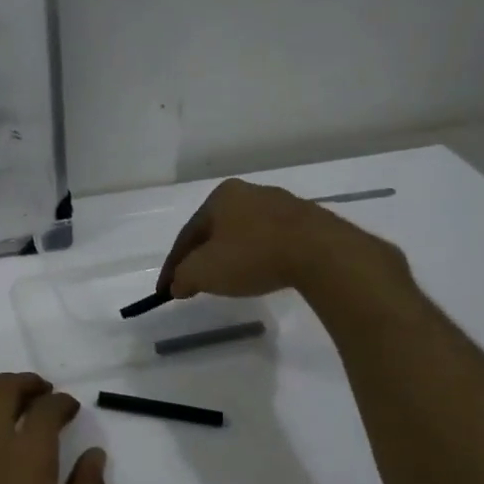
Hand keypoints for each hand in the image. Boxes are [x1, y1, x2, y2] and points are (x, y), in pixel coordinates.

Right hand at [158, 178, 404, 299]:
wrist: (318, 252)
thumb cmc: (252, 255)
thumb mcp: (204, 272)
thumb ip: (183, 277)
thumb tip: (177, 284)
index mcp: (220, 197)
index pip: (187, 235)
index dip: (173, 266)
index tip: (165, 291)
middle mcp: (249, 192)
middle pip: (215, 231)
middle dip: (202, 257)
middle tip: (194, 283)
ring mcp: (280, 204)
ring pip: (244, 234)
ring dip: (230, 257)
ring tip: (226, 281)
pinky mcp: (306, 221)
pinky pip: (270, 241)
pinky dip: (257, 257)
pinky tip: (259, 272)